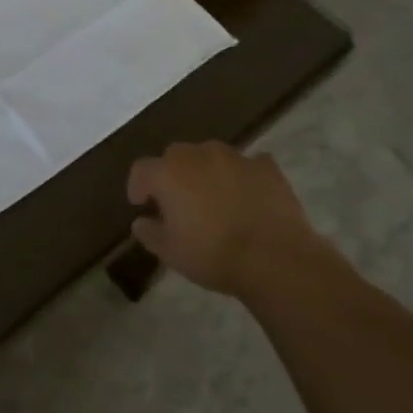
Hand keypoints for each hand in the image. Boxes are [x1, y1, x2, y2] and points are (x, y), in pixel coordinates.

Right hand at [126, 141, 324, 299]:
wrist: (275, 258)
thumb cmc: (214, 255)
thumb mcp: (171, 253)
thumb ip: (150, 233)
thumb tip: (141, 222)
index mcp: (168, 173)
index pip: (141, 169)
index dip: (138, 185)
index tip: (141, 204)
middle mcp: (198, 154)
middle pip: (175, 156)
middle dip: (172, 174)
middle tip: (178, 201)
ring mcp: (234, 157)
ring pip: (211, 155)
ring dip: (206, 171)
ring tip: (214, 198)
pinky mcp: (265, 166)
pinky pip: (247, 164)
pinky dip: (242, 176)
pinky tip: (247, 196)